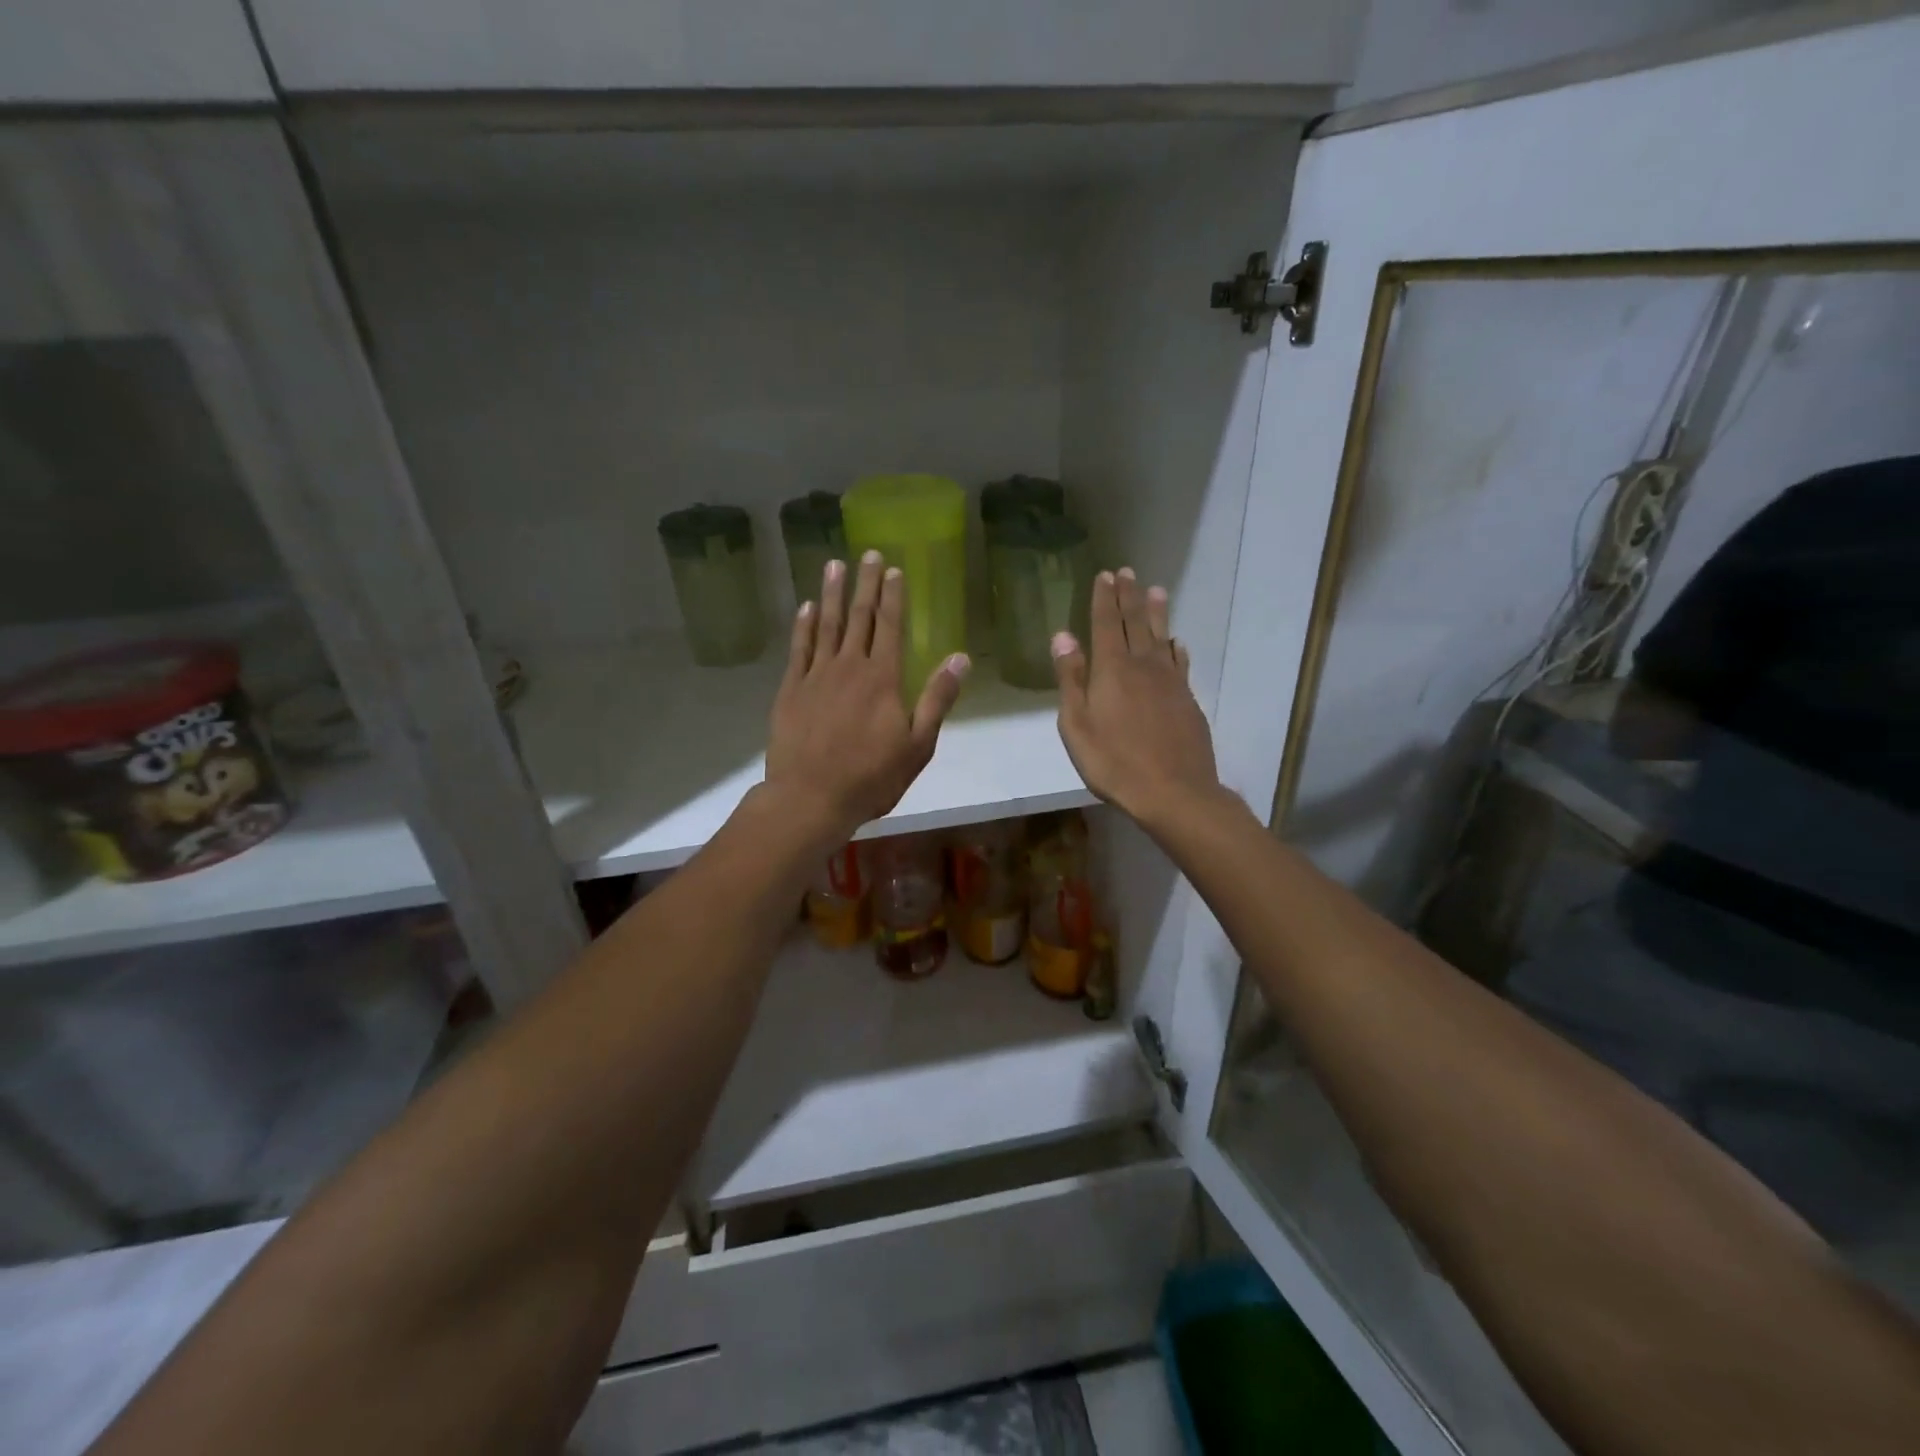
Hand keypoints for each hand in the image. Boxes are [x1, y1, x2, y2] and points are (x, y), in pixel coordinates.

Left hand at [764, 551, 969, 842]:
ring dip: (832, 594)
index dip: (893, 597)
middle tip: (868, 554)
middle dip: (866, 584)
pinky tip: (806, 608)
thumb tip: (961, 658)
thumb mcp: (918, 745)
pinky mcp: (791, 690)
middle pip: (859, 617)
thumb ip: (937, 699)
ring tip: (834, 566)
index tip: (895, 570)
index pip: (890, 626)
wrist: (811, 797)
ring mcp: (816, 676)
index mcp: (882, 678)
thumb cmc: (871, 777)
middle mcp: (849, 667)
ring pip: (826, 625)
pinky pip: (799, 648)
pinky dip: (803, 626)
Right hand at [1052, 569, 1219, 824]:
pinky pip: (1181, 662)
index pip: (1107, 624)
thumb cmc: (1113, 762)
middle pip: (1136, 623)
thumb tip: (1063, 636)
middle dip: (1129, 596)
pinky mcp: (1188, 699)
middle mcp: (1144, 666)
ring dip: (1157, 612)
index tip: (1105, 575)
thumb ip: (1071, 679)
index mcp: (1112, 670)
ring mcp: (1170, 682)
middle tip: (1127, 572)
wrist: (1174, 791)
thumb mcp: (1077, 725)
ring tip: (1156, 590)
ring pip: (1162, 636)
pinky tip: (1177, 642)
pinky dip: (1176, 647)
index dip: (1104, 599)